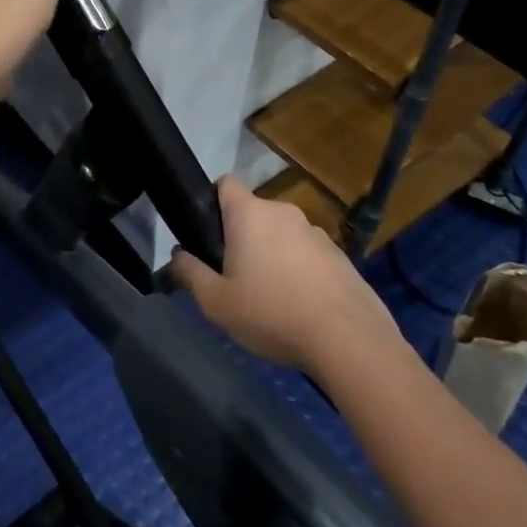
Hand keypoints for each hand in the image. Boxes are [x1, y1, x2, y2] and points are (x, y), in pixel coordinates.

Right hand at [169, 177, 405, 372]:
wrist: (351, 343)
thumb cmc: (273, 314)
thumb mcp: (216, 302)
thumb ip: (190, 274)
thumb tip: (176, 257)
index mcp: (250, 214)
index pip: (225, 184)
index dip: (212, 201)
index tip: (208, 234)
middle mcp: (285, 213)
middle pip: (253, 214)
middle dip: (242, 237)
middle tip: (234, 276)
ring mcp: (318, 234)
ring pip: (283, 236)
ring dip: (273, 255)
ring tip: (271, 298)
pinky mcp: (342, 258)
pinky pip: (309, 256)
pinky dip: (301, 272)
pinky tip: (302, 308)